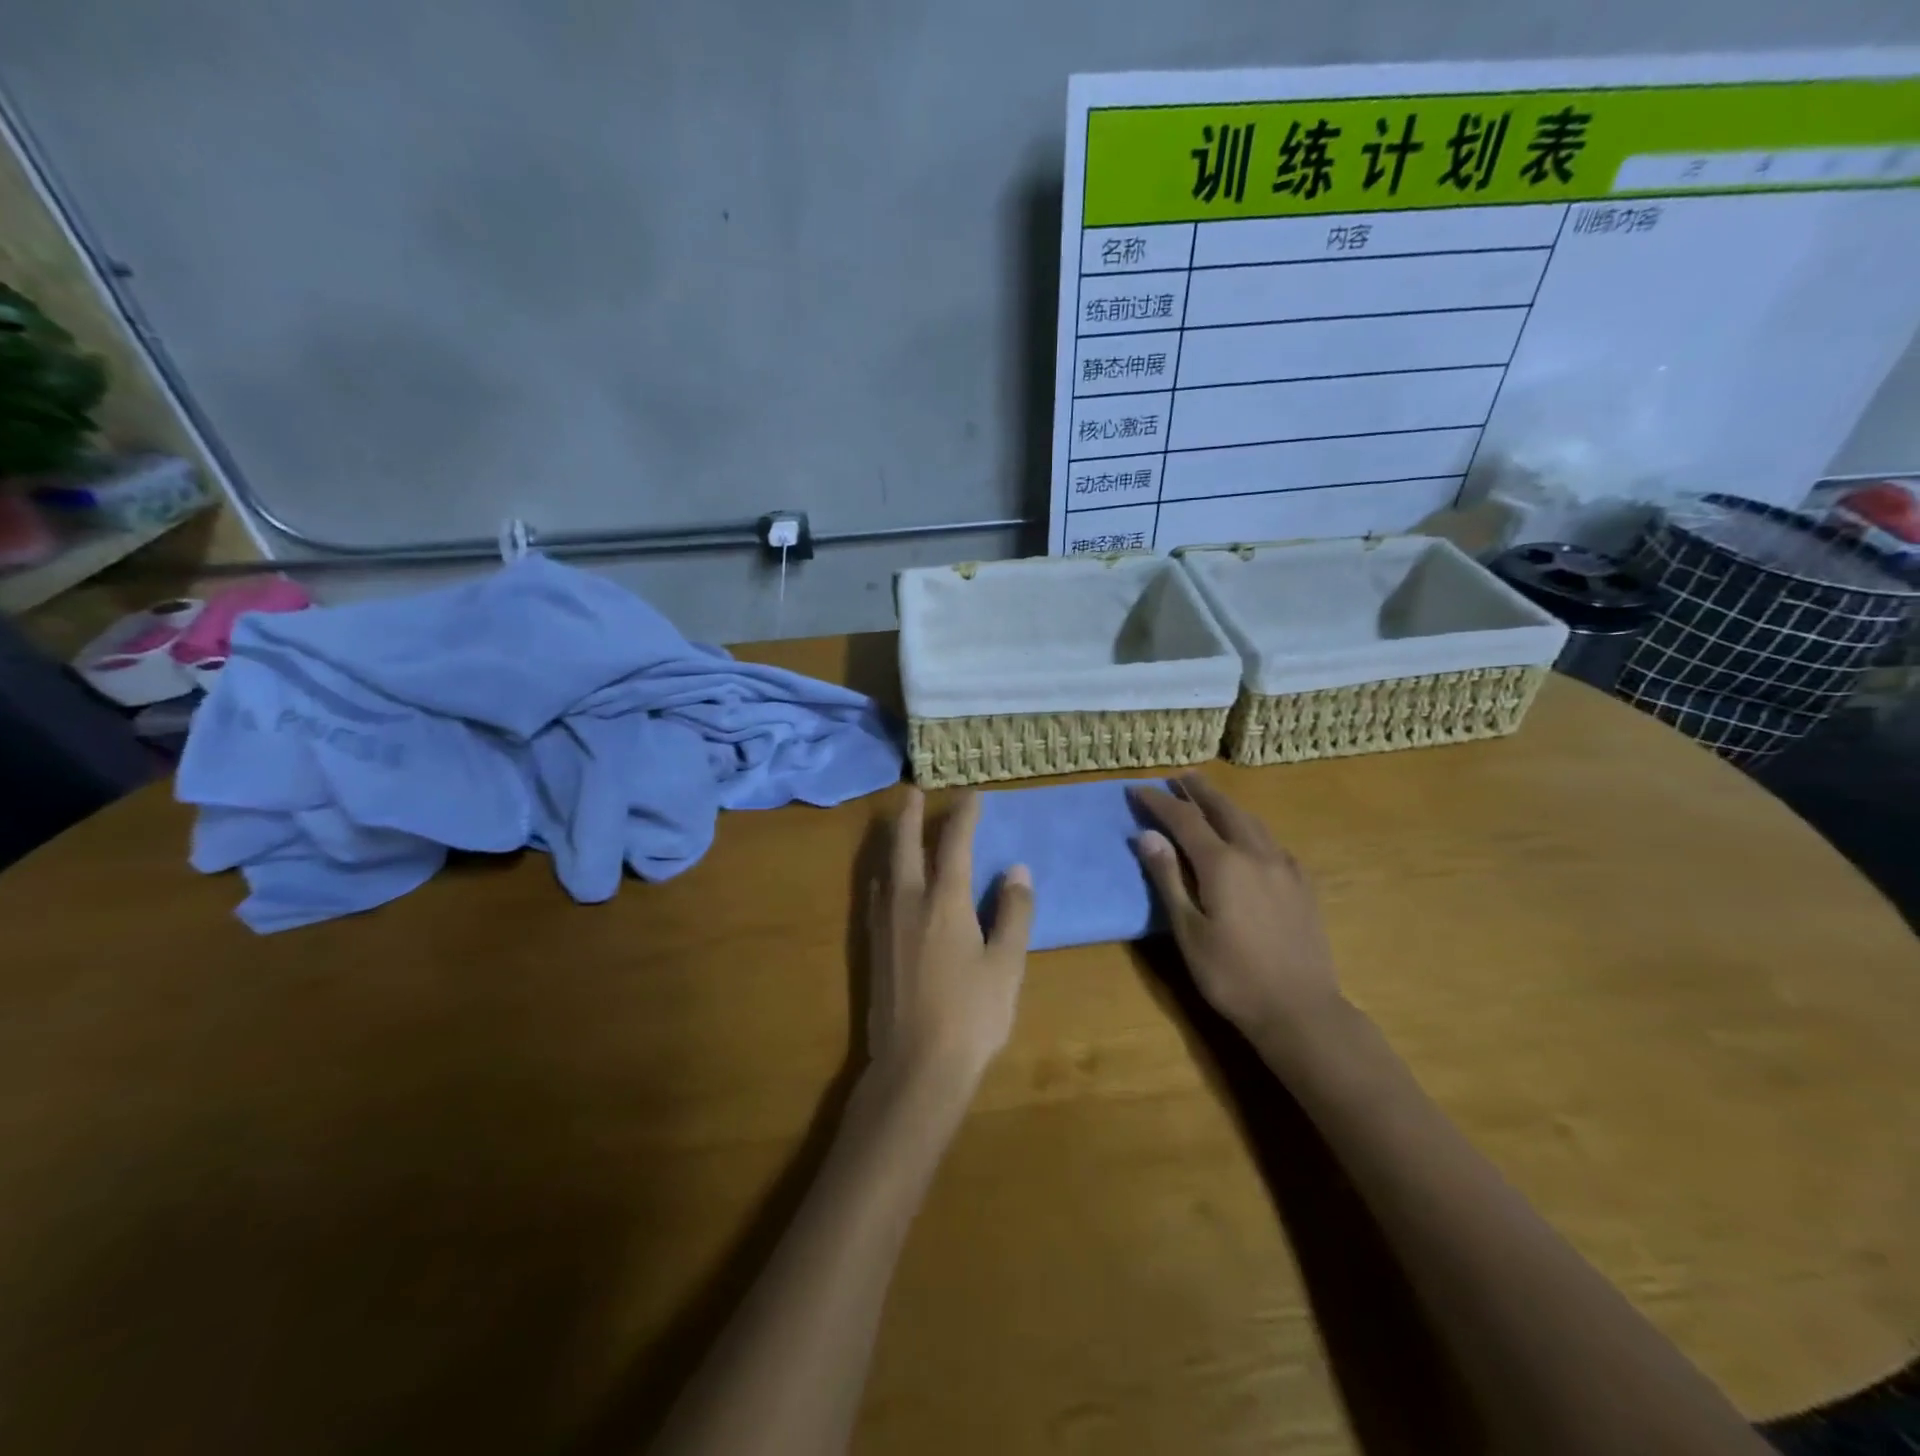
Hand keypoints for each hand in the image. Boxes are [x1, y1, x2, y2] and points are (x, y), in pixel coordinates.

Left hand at [868, 789, 1034, 1092]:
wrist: (916, 1066)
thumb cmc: (972, 1015)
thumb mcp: (1006, 965)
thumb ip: (1013, 913)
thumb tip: (1017, 870)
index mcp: (945, 902)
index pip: (954, 844)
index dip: (964, 816)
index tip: (971, 795)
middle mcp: (909, 902)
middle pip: (906, 846)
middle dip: (911, 816)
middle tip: (913, 792)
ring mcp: (885, 924)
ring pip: (885, 867)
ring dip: (892, 840)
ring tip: (897, 825)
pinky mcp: (873, 946)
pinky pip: (875, 893)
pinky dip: (881, 872)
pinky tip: (884, 879)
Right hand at [1130, 775, 1339, 1038]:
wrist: (1301, 1010)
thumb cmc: (1232, 975)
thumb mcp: (1188, 931)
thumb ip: (1167, 879)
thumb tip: (1146, 835)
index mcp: (1223, 864)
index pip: (1184, 819)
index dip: (1159, 802)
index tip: (1137, 789)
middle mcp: (1256, 854)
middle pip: (1223, 809)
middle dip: (1198, 790)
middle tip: (1178, 776)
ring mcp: (1285, 867)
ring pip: (1252, 821)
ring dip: (1226, 804)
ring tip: (1209, 796)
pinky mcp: (1303, 884)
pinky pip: (1273, 841)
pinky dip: (1252, 827)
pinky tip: (1250, 836)